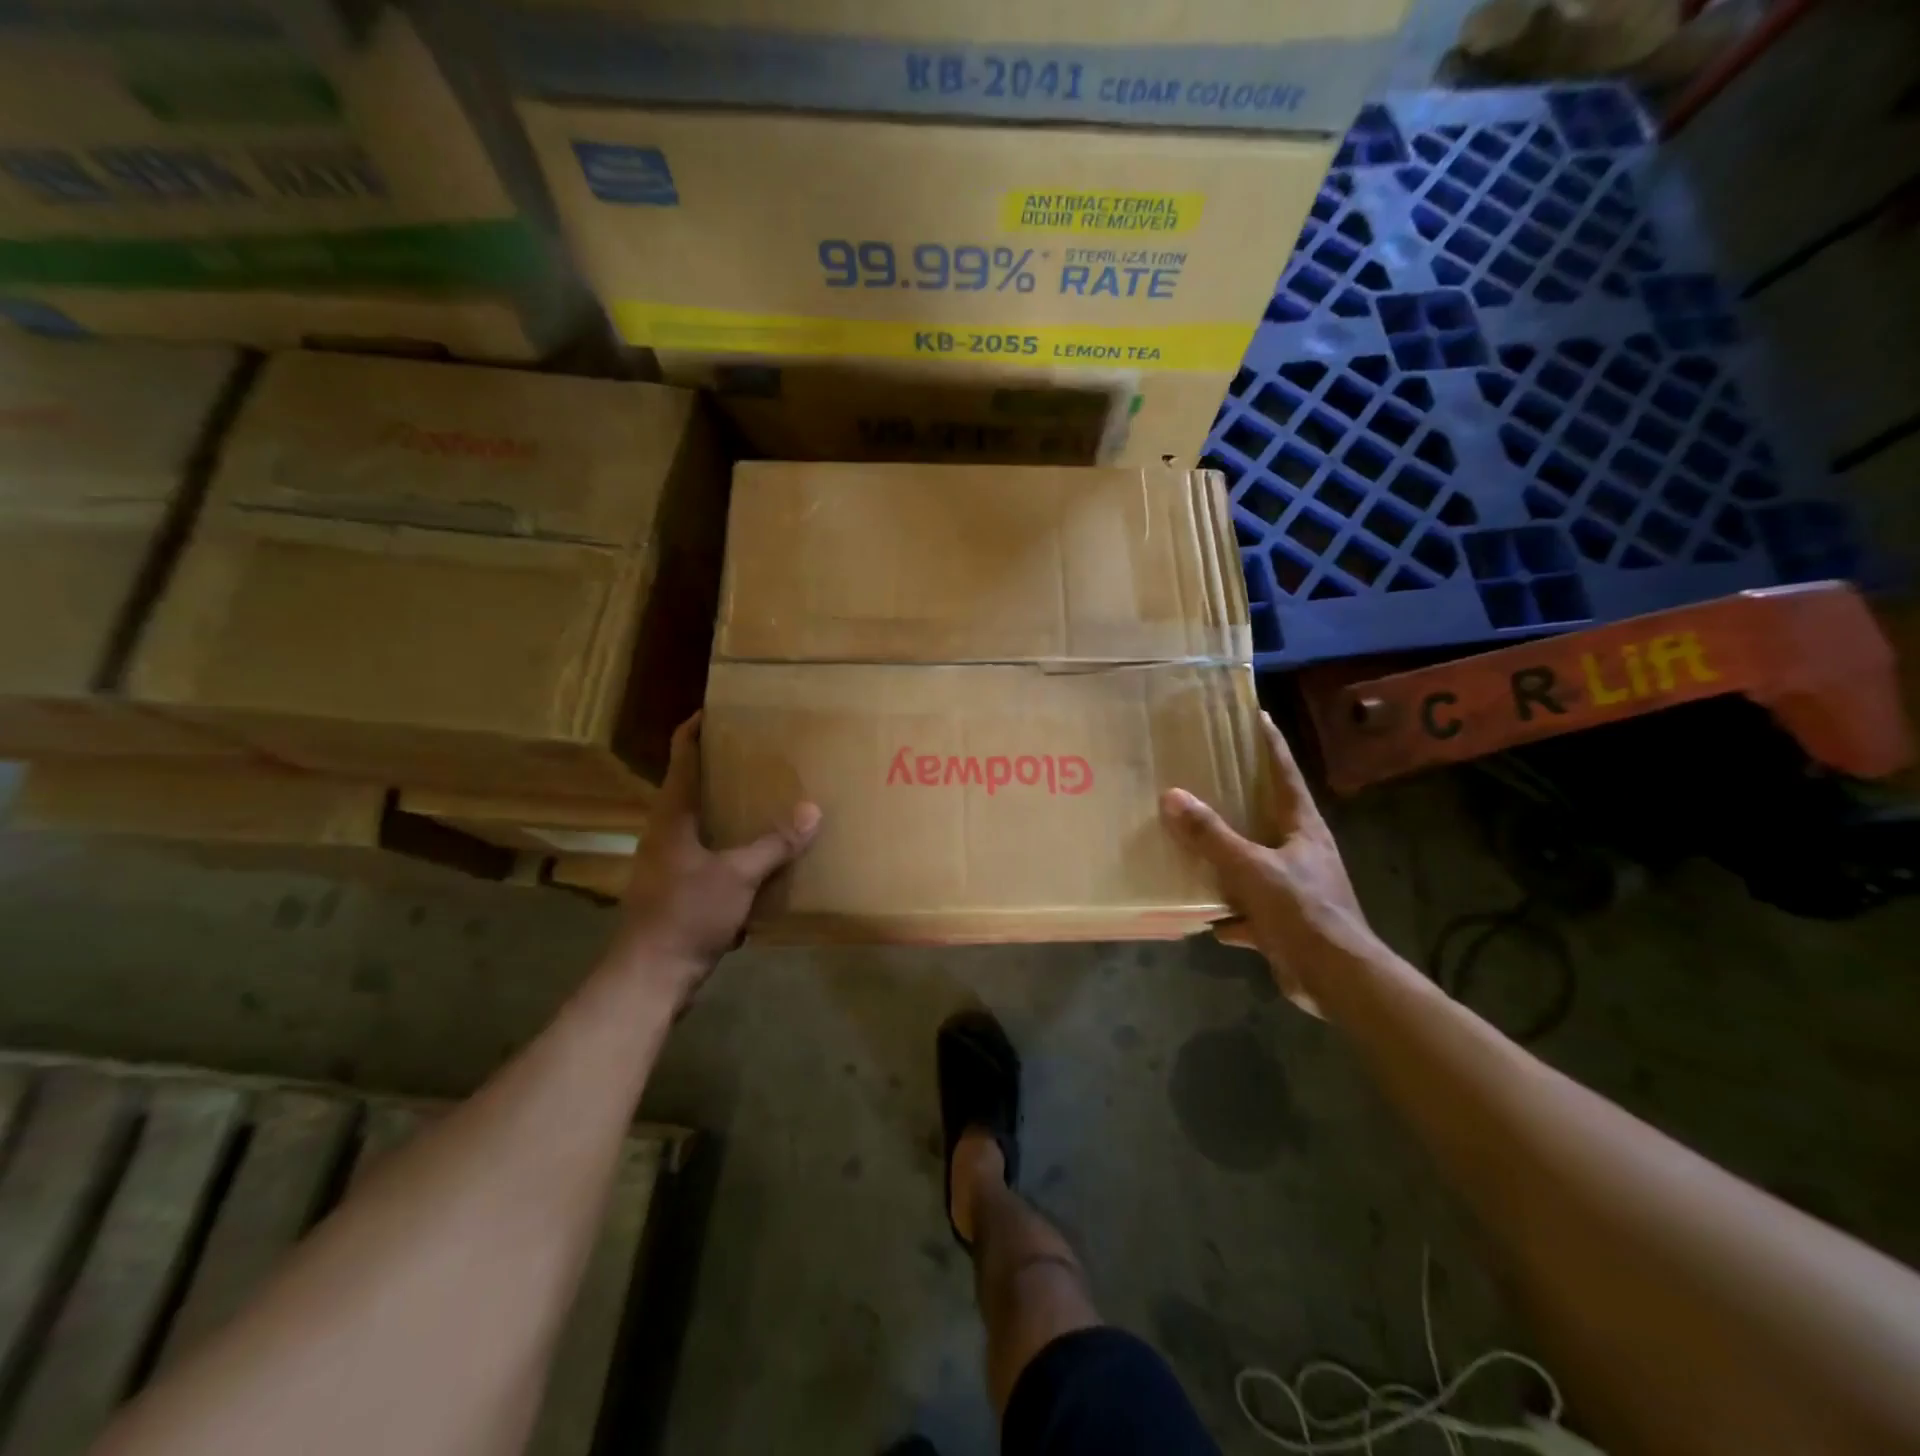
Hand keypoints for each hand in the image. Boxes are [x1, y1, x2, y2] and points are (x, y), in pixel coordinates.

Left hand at [605, 713, 820, 1007]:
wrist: (650, 978)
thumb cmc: (685, 915)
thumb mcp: (737, 876)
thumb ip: (775, 844)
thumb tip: (813, 810)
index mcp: (671, 815)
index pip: (681, 754)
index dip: (696, 727)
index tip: (722, 707)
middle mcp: (666, 831)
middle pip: (693, 784)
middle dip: (725, 766)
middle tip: (764, 751)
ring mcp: (670, 861)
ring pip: (703, 820)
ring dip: (732, 807)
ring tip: (770, 795)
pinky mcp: (679, 888)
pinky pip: (711, 852)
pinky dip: (734, 843)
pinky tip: (764, 850)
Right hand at [1160, 711, 1377, 1014]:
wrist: (1338, 980)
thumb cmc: (1304, 912)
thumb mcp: (1252, 869)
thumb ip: (1212, 836)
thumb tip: (1172, 797)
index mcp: (1303, 828)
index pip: (1286, 774)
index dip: (1271, 745)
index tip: (1256, 716)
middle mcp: (1301, 852)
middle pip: (1267, 815)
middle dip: (1239, 797)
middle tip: (1205, 775)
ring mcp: (1294, 888)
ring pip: (1254, 862)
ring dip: (1228, 858)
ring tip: (1192, 844)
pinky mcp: (1285, 923)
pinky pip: (1248, 907)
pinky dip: (1230, 912)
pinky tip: (1206, 914)